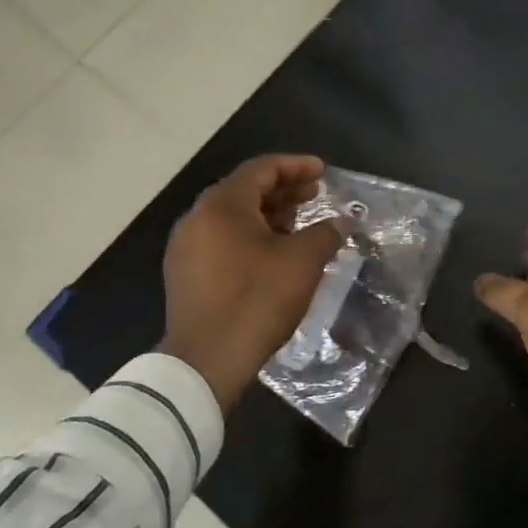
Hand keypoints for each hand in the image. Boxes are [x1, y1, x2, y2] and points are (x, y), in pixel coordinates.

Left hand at [161, 155, 345, 411]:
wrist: (206, 361)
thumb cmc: (256, 300)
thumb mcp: (302, 262)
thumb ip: (325, 233)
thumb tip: (343, 222)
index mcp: (222, 205)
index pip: (261, 169)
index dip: (296, 166)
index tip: (322, 171)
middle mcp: (197, 218)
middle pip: (245, 190)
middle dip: (283, 190)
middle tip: (315, 194)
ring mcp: (186, 247)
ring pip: (233, 217)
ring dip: (268, 214)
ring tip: (299, 223)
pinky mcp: (185, 274)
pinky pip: (222, 240)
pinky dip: (250, 236)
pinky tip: (274, 253)